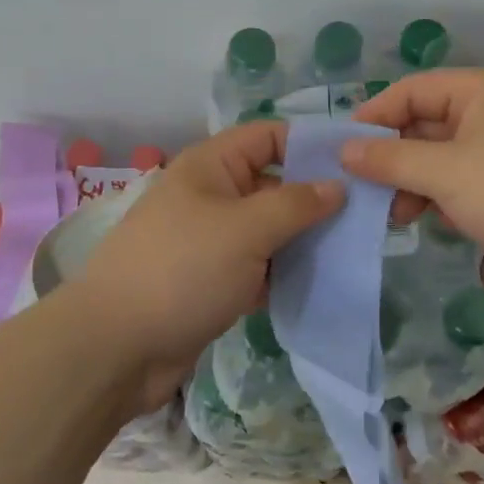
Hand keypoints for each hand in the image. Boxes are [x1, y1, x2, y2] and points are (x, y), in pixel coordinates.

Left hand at [70, 122, 342, 413]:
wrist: (116, 347)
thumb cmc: (183, 270)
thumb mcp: (246, 228)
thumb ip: (296, 204)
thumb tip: (337, 186)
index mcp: (211, 166)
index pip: (269, 137)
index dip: (311, 145)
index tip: (357, 165)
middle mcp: (211, 195)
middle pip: (273, 183)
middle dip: (315, 198)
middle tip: (368, 214)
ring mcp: (210, 240)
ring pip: (268, 229)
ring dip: (303, 240)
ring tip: (352, 250)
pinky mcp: (212, 280)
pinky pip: (257, 266)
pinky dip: (283, 273)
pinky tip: (319, 283)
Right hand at [345, 68, 483, 306]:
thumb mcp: (446, 172)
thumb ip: (391, 159)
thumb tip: (344, 150)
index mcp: (482, 90)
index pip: (412, 90)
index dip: (374, 115)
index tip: (340, 148)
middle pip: (426, 123)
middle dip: (393, 155)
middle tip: (362, 188)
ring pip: (443, 158)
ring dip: (414, 182)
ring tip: (393, 214)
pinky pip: (464, 183)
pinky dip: (440, 198)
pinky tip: (427, 222)